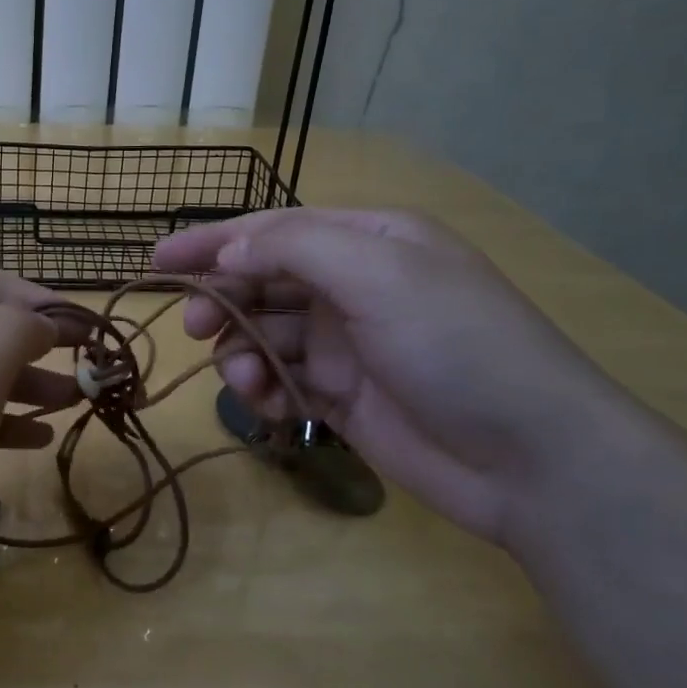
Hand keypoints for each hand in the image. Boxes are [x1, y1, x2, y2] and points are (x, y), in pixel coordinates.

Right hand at [151, 209, 632, 544]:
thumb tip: (229, 251)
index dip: (212, 242)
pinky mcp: (341, 396)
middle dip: (223, 300)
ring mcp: (346, 344)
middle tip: (192, 326)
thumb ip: (293, 248)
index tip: (156, 263)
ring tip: (246, 380)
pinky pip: (281, 381)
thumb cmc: (456, 345)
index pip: (273, 229)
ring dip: (242, 352)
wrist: (530, 459)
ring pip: (265, 335)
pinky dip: (264, 389)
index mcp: (368, 241)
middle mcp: (353, 286)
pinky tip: (268, 405)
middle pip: (262, 281)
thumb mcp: (378, 273)